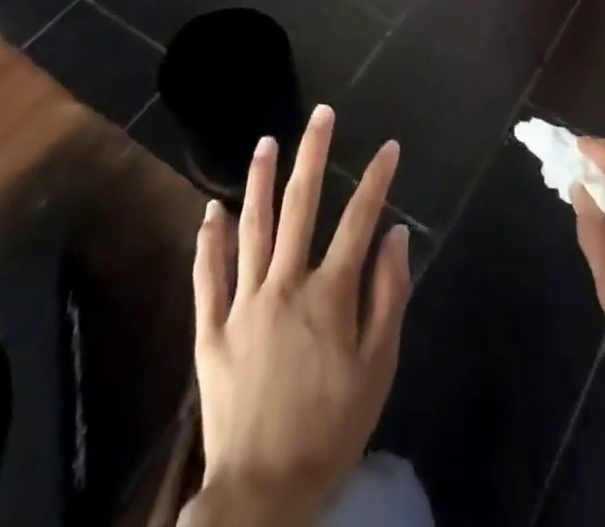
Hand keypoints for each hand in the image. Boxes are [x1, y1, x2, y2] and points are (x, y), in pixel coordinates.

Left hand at [184, 107, 411, 526]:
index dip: (377, 180)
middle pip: (301, 205)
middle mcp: (286, 284)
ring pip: (252, 227)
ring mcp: (244, 303)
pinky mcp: (211, 330)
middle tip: (320, 115)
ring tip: (266, 142)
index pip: (359, 220)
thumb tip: (396, 236)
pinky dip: (210, 240)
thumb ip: (388, 298)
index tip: (389, 147)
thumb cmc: (330, 432)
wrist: (260, 497)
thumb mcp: (378, 371)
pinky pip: (208, 275)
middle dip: (313, 154)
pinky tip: (213, 209)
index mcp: (330, 295)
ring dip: (260, 180)